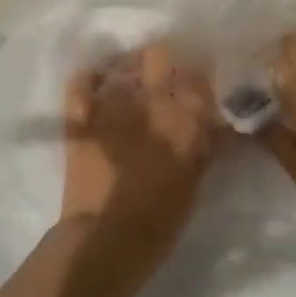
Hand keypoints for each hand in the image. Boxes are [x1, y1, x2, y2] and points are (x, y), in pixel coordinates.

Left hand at [62, 43, 218, 268]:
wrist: (105, 242)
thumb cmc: (159, 221)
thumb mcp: (194, 184)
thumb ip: (205, 148)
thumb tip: (214, 126)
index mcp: (184, 121)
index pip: (197, 77)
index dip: (195, 77)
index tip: (194, 84)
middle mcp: (150, 103)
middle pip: (159, 55)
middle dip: (162, 61)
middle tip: (163, 76)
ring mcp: (111, 106)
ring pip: (121, 65)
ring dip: (128, 70)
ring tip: (129, 81)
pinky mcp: (81, 118)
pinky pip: (82, 83)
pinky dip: (90, 78)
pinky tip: (97, 80)